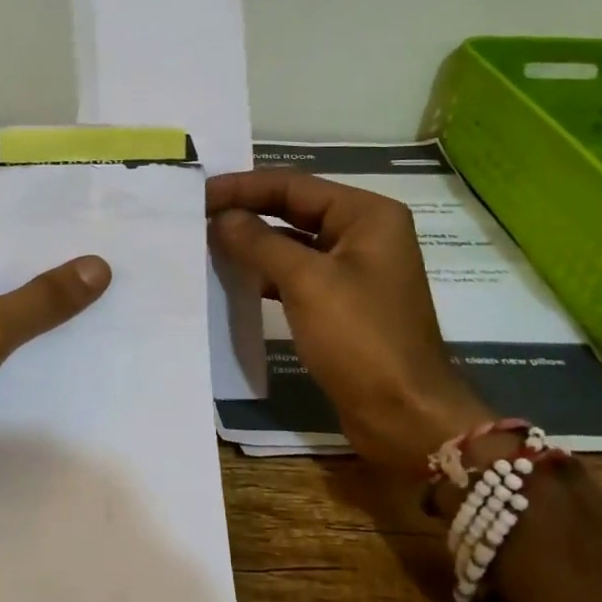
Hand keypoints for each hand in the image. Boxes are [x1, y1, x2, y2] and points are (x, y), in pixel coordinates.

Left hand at [0, 220, 110, 494]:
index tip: (98, 227)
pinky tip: (78, 334)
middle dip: (54, 267)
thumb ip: (45, 297)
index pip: (1, 226)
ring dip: (45, 304)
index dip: (48, 229)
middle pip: (6, 262)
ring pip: (6, 299)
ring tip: (109, 293)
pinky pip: (1, 330)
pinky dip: (31, 332)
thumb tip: (100, 266)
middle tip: (115, 260)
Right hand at [208, 170, 489, 477]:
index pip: (294, 185)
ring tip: (207, 243)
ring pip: (294, 243)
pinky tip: (236, 279)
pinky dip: (267, 273)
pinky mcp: (343, 303)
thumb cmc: (361, 339)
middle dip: (247, 212)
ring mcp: (355, 270)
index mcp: (367, 215)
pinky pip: (297, 275)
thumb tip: (222, 218)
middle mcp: (364, 234)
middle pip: (294, 209)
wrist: (404, 415)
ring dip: (253, 243)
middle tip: (197, 215)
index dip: (243, 187)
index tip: (199, 194)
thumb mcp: (306, 282)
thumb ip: (259, 242)